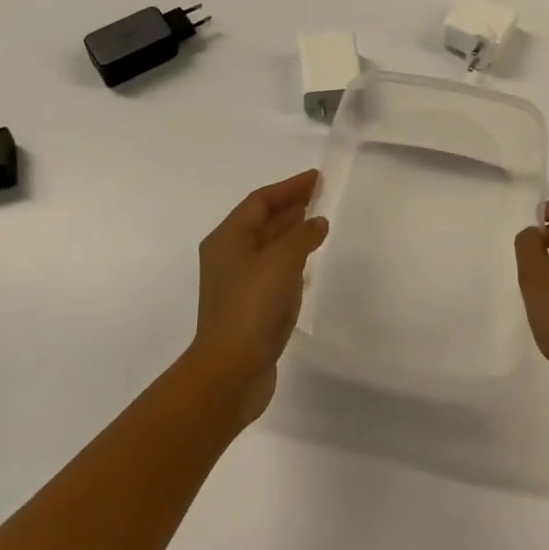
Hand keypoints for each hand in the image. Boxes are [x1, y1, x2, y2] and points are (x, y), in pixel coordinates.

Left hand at [191, 169, 327, 424]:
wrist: (231, 371)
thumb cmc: (253, 307)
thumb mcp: (282, 262)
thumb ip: (302, 236)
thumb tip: (316, 222)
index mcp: (227, 238)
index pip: (260, 201)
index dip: (289, 187)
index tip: (317, 178)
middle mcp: (228, 256)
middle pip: (261, 221)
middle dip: (290, 206)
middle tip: (321, 196)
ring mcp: (237, 283)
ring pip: (267, 246)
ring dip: (291, 232)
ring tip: (318, 223)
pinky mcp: (248, 306)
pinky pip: (272, 269)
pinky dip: (291, 258)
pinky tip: (308, 262)